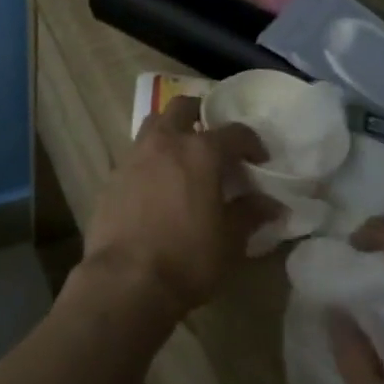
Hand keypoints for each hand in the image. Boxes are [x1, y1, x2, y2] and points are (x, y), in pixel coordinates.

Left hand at [79, 95, 278, 322]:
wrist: (127, 276)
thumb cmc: (188, 258)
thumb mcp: (230, 241)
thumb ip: (250, 214)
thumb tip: (271, 203)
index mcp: (199, 152)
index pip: (233, 132)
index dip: (251, 142)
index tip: (259, 160)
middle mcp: (164, 142)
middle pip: (181, 107)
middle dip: (201, 114)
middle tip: (215, 139)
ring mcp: (133, 154)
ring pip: (154, 124)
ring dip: (172, 130)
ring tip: (185, 157)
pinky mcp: (113, 173)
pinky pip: (136, 152)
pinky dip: (151, 157)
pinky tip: (159, 182)